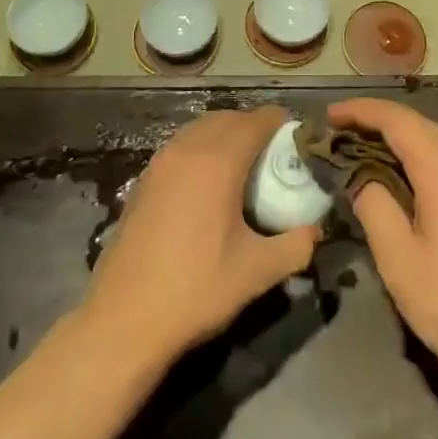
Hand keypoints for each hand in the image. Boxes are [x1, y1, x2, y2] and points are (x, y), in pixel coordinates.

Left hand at [81, 107, 320, 365]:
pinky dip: (201, 150)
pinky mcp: (143, 180)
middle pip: (228, 118)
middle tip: (274, 155)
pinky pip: (181, 147)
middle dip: (254, 127)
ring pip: (200, 129)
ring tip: (244, 168)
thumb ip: (295, 246)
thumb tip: (314, 230)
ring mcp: (160, 162)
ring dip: (225, 135)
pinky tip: (208, 187)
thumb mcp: (257, 272)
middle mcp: (187, 149)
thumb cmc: (195, 290)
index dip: (281, 123)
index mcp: (218, 161)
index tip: (297, 140)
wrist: (123, 320)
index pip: (257, 121)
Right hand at [328, 99, 437, 398]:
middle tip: (340, 140)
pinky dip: (424, 162)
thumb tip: (360, 176)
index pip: (394, 117)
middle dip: (377, 126)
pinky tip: (410, 188)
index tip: (328, 116)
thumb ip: (373, 205)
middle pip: (417, 125)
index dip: (358, 111)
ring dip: (401, 144)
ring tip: (367, 161)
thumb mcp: (400, 258)